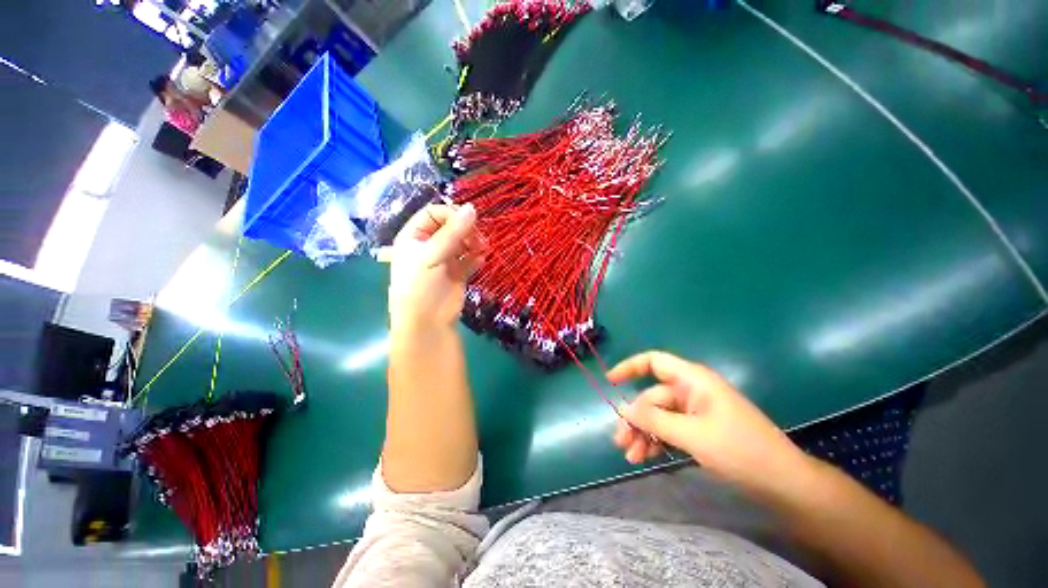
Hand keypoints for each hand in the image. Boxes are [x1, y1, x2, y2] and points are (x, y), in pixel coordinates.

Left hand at [388, 204, 483, 331]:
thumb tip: (472, 208)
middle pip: (451, 227)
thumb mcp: (432, 255)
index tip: (468, 221)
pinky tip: (481, 260)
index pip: (433, 214)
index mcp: (414, 236)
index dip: (450, 214)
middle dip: (466, 230)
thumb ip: (452, 232)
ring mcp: (444, 259)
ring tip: (482, 249)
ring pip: (463, 242)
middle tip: (478, 239)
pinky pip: (470, 259)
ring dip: (474, 243)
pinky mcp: (458, 273)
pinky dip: (477, 258)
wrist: (428, 323)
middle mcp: (429, 245)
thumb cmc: (420, 286)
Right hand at [609, 351, 808, 494]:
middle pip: (652, 397)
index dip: (630, 367)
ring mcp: (695, 411)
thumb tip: (622, 407)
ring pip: (658, 415)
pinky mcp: (699, 429)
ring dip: (642, 433)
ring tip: (630, 456)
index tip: (610, 382)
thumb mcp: (692, 435)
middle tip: (620, 442)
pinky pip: (669, 429)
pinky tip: (646, 457)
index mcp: (692, 380)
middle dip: (634, 418)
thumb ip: (654, 419)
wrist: (782, 482)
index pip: (654, 361)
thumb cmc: (739, 450)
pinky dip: (656, 440)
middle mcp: (690, 391)